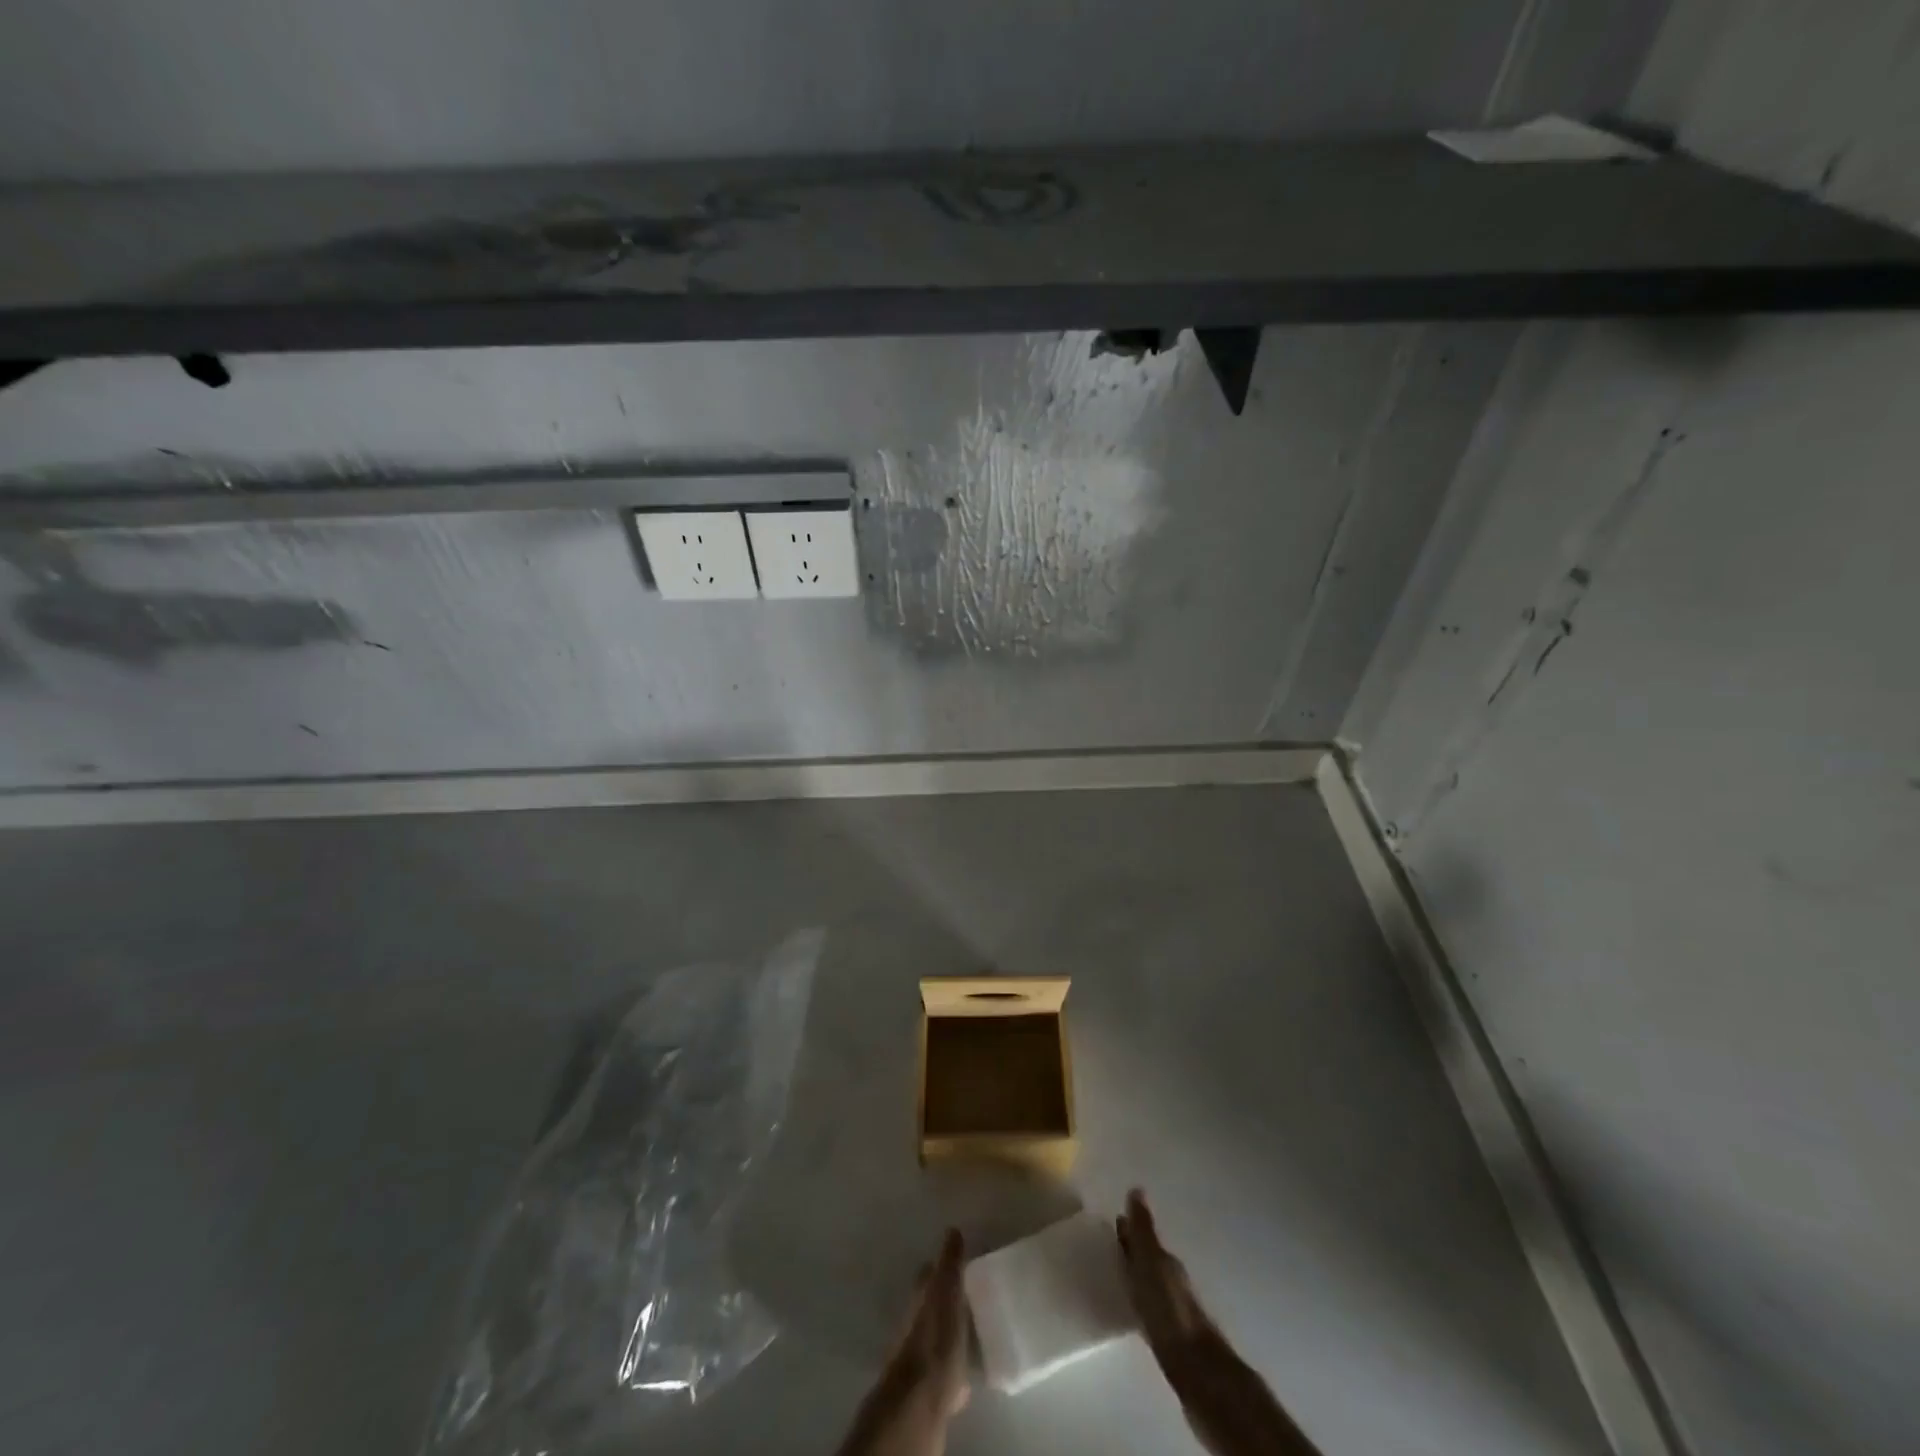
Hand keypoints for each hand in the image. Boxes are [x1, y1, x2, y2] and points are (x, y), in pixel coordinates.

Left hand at [835, 1230, 970, 1455]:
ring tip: (972, 1334)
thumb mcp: (947, 1291)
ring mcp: (918, 1355)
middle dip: (946, 1302)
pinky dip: (952, 1366)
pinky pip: (942, 1369)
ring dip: (949, 1334)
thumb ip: (950, 1263)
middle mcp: (914, 1322)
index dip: (942, 1267)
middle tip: (970, 1299)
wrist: (920, 1398)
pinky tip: (966, 1372)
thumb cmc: (936, 1337)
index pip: (929, 1274)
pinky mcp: (926, 1386)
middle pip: (931, 1305)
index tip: (960, 1264)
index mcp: (920, 1297)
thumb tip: (952, 1230)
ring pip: (935, 1337)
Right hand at [1118, 1191, 1321, 1455]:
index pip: (1144, 1237)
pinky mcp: (1172, 1336)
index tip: (1114, 1220)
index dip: (1129, 1229)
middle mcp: (1173, 1278)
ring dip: (1137, 1275)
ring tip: (1117, 1273)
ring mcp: (1175, 1308)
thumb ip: (1143, 1230)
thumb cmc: (1168, 1308)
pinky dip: (1141, 1300)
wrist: (1196, 1368)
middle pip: (1149, 1258)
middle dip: (1133, 1249)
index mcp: (1166, 1260)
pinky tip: (1133, 1306)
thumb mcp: (1151, 1262)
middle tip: (1110, 1243)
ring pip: (1152, 1282)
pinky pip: (1152, 1307)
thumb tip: (1137, 1188)